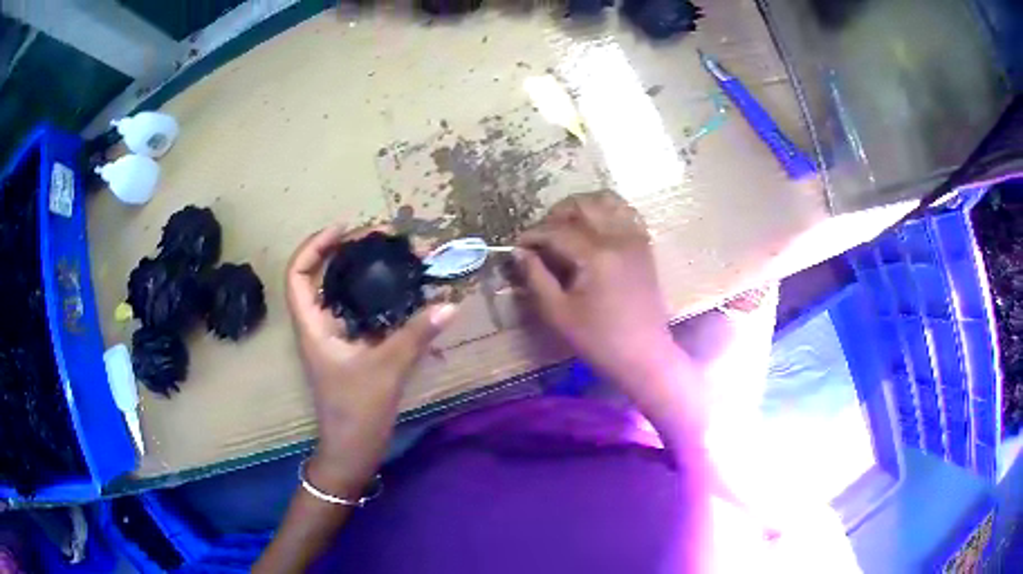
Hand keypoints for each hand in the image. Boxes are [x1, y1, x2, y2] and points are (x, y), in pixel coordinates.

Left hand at [285, 225, 456, 491]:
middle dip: (350, 250)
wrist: (352, 452)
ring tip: (397, 255)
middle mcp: (320, 325)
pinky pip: (362, 310)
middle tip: (385, 238)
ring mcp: (336, 337)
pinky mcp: (352, 348)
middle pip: (323, 275)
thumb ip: (416, 335)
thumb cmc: (355, 413)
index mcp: (313, 326)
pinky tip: (404, 290)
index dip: (315, 245)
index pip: (298, 274)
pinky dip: (379, 294)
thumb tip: (450, 303)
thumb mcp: (385, 370)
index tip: (345, 229)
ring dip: (367, 271)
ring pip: (344, 292)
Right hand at [515, 191, 674, 386]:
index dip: (533, 235)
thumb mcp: (558, 313)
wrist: (644, 355)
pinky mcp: (644, 245)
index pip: (557, 230)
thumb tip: (519, 252)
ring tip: (566, 227)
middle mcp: (619, 237)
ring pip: (606, 201)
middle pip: (582, 205)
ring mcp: (636, 238)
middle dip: (555, 215)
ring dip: (581, 208)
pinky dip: (605, 212)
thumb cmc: (599, 340)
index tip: (517, 246)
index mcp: (597, 255)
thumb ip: (536, 277)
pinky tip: (593, 229)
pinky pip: (625, 213)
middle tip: (541, 238)